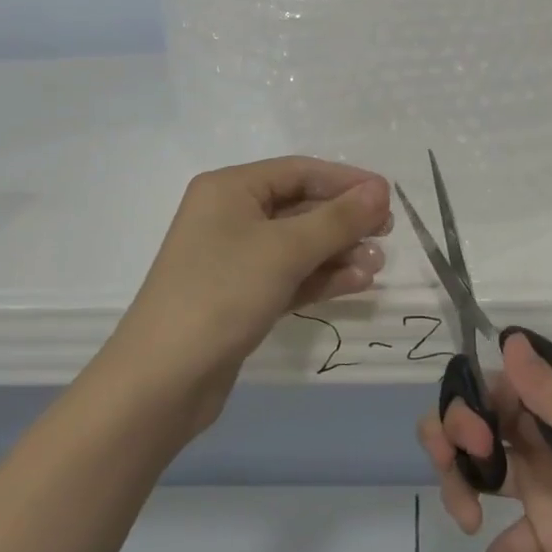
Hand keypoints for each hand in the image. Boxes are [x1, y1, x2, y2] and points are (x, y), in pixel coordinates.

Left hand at [115, 157, 392, 421]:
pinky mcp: (240, 296)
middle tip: (387, 232)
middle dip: (344, 220)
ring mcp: (234, 258)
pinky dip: (320, 277)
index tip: (388, 196)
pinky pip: (288, 275)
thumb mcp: (285, 250)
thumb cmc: (222, 293)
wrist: (163, 379)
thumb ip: (338, 219)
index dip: (346, 181)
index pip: (299, 171)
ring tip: (377, 265)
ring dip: (338, 251)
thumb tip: (380, 190)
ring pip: (297, 244)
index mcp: (230, 188)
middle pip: (300, 206)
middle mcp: (230, 215)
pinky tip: (356, 283)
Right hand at [420, 333, 551, 551]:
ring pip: (482, 475)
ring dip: (461, 491)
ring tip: (468, 525)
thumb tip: (509, 339)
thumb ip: (551, 397)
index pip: (490, 389)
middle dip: (451, 442)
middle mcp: (541, 440)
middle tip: (459, 477)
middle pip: (475, 427)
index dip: (466, 407)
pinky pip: (508, 545)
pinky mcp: (551, 538)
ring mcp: (544, 489)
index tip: (472, 441)